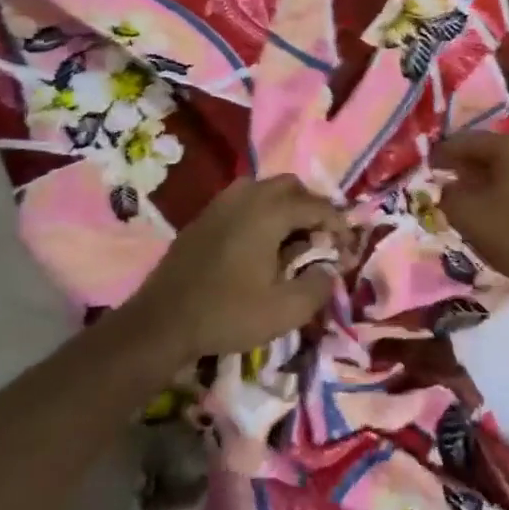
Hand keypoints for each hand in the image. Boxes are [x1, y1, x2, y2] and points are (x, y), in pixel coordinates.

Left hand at [119, 174, 349, 368]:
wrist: (161, 323)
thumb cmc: (227, 314)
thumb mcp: (285, 311)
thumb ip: (318, 286)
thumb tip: (329, 269)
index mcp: (268, 212)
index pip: (317, 206)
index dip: (339, 225)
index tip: (347, 249)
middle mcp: (245, 197)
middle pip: (291, 187)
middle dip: (312, 208)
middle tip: (321, 240)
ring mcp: (220, 204)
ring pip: (264, 188)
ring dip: (285, 207)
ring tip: (292, 240)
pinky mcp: (203, 218)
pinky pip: (242, 201)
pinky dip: (260, 213)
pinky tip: (259, 244)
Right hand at [430, 132, 508, 298]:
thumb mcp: (467, 215)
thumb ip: (448, 194)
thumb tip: (448, 188)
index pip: (468, 141)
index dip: (444, 153)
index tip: (428, 164)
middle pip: (494, 152)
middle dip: (469, 165)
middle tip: (448, 179)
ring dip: (492, 178)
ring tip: (474, 196)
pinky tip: (504, 209)